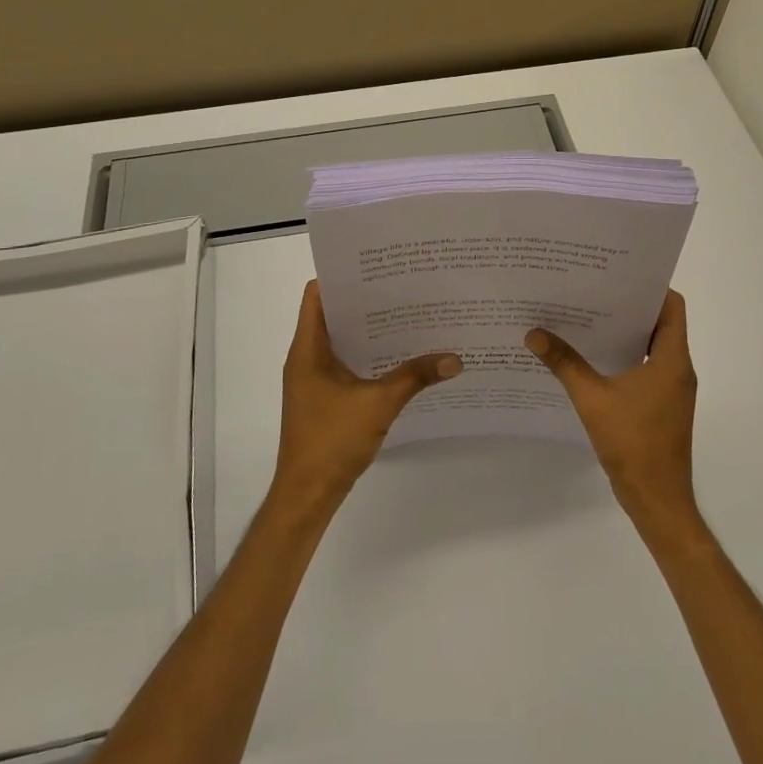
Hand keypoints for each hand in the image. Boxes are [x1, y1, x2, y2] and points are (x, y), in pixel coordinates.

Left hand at [271, 281, 461, 514]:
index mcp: (307, 349)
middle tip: (404, 287)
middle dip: (366, 300)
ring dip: (369, 329)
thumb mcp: (378, 404)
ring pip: (342, 341)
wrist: (307, 496)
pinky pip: (346, 363)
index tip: (377, 267)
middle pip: (333, 314)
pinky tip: (400, 356)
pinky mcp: (324, 398)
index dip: (342, 276)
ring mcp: (314, 379)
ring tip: (408, 315)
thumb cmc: (331, 441)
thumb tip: (455, 358)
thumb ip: (415, 377)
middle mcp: (306, 357)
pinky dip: (368, 355)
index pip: (317, 294)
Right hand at [527, 290, 700, 543]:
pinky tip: (591, 357)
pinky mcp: (662, 405)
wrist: (657, 500)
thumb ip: (564, 363)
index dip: (649, 286)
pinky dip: (624, 356)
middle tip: (592, 289)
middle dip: (628, 305)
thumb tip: (534, 333)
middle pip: (660, 322)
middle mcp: (678, 368)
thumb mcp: (592, 399)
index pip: (672, 306)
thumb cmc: (633, 444)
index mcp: (672, 359)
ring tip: (586, 316)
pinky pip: (646, 367)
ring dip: (624, 332)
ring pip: (652, 346)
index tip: (617, 274)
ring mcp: (672, 389)